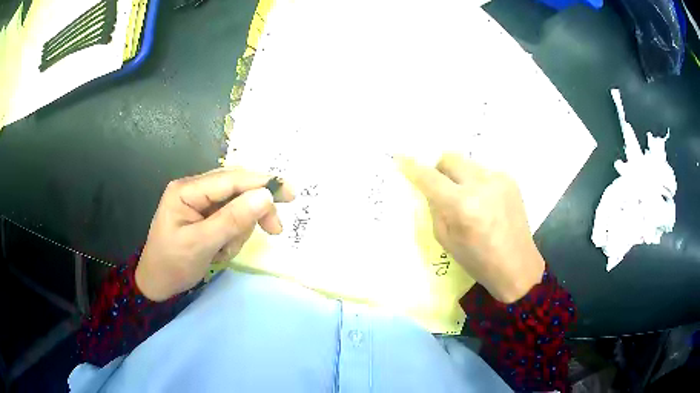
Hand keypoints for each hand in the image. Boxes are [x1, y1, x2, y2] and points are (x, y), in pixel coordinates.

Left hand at [135, 168, 294, 301]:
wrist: (157, 283)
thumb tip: (266, 196)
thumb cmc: (173, 265)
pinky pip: (231, 218)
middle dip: (254, 210)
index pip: (230, 179)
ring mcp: (200, 202)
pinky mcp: (205, 215)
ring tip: (224, 251)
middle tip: (274, 230)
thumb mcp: (201, 244)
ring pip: (237, 205)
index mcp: (187, 190)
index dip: (262, 183)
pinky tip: (221, 249)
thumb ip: (232, 219)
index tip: (290, 193)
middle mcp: (194, 189)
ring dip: (240, 229)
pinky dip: (234, 234)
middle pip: (237, 188)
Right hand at [398, 153, 544, 303]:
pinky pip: (483, 172)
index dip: (413, 167)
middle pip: (450, 158)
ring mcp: (499, 179)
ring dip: (459, 176)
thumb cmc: (479, 261)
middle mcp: (481, 184)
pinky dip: (476, 182)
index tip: (400, 158)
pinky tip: (483, 202)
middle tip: (439, 185)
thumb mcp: (446, 240)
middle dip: (439, 168)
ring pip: (467, 164)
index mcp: (463, 205)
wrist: (517, 265)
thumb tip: (431, 189)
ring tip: (466, 199)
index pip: (431, 178)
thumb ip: (435, 209)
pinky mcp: (510, 180)